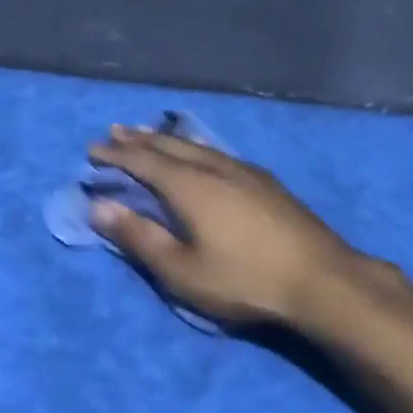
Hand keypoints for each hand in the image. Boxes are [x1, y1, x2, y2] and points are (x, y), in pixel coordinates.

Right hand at [86, 124, 374, 327]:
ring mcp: (245, 172)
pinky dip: (195, 148)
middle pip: (170, 146)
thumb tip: (99, 207)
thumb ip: (139, 237)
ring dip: (167, 140)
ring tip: (150, 136)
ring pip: (197, 146)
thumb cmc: (244, 279)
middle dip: (139, 139)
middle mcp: (215, 168)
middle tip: (114, 132)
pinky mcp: (267, 182)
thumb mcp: (181, 270)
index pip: (143, 162)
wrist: (320, 279)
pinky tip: (202, 155)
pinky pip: (218, 153)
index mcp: (190, 186)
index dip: (115, 155)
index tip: (91, 151)